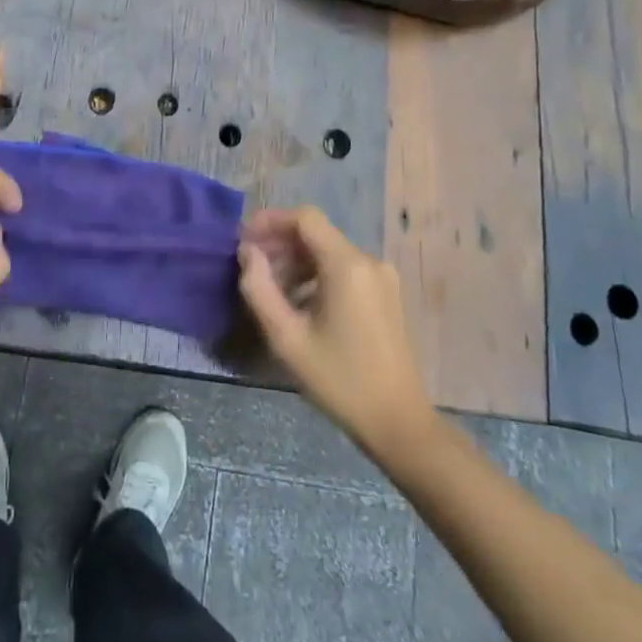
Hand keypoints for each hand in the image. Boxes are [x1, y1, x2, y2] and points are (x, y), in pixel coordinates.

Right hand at [239, 206, 430, 451]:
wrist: (399, 423)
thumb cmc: (339, 380)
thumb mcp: (287, 338)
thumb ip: (259, 289)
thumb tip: (247, 253)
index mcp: (347, 265)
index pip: (305, 217)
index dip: (270, 220)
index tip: (243, 239)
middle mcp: (368, 261)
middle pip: (316, 234)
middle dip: (280, 243)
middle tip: (250, 267)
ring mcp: (382, 278)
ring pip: (329, 252)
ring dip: (296, 261)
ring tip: (270, 289)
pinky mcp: (386, 295)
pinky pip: (344, 269)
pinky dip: (316, 275)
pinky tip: (299, 303)